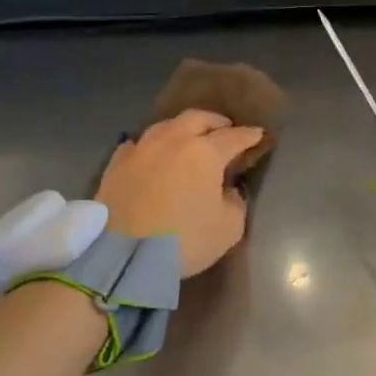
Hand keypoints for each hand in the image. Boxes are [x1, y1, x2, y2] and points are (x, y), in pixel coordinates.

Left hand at [95, 110, 264, 276]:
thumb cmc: (184, 241)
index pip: (234, 136)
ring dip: (183, 129)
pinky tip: (152, 154)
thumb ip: (235, 202)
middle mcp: (173, 141)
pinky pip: (138, 145)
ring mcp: (141, 149)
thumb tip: (227, 190)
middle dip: (216, 122)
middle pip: (198, 119)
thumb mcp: (229, 228)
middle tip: (225, 130)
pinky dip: (151, 146)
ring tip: (189, 139)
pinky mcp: (116, 164)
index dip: (249, 135)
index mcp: (205, 153)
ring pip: (166, 126)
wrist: (123, 256)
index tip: (258, 135)